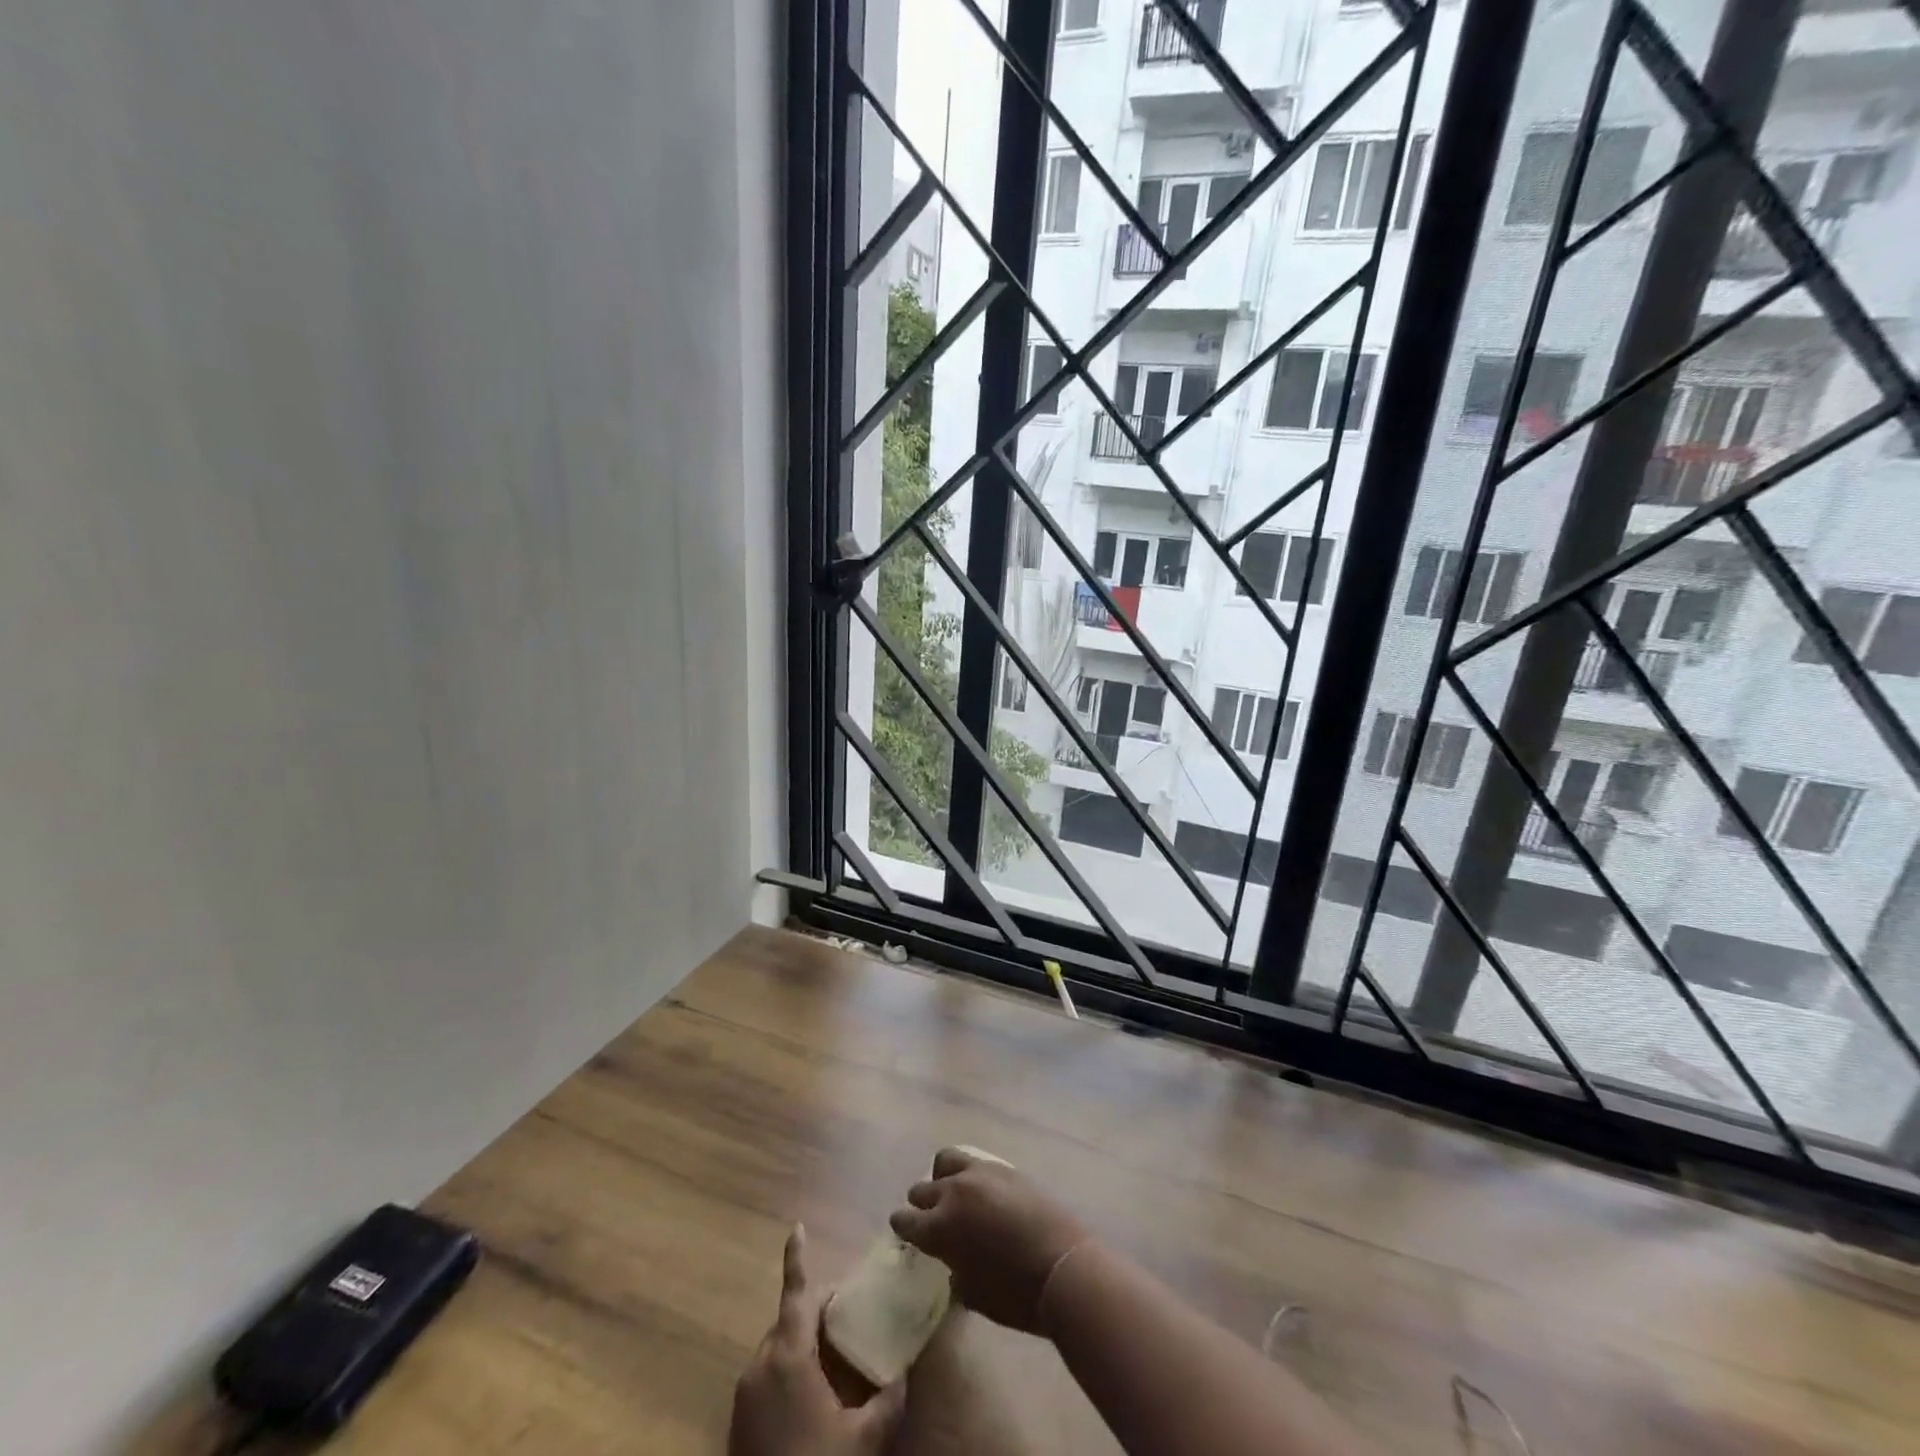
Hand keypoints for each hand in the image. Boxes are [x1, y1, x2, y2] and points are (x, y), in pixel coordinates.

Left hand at [729, 1225, 905, 1455]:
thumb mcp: (863, 1441)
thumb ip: (888, 1400)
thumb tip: (907, 1371)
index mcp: (787, 1357)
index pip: (795, 1294)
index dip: (796, 1258)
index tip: (797, 1226)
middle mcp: (760, 1367)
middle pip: (789, 1320)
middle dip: (816, 1311)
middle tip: (848, 1317)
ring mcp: (745, 1397)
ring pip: (777, 1350)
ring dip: (803, 1344)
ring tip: (836, 1358)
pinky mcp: (739, 1425)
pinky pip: (767, 1378)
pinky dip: (790, 1371)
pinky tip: (815, 1397)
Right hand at [888, 1147, 1090, 1334]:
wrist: (1062, 1267)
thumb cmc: (1015, 1295)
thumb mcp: (973, 1295)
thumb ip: (955, 1272)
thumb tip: (953, 1263)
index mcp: (939, 1228)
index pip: (905, 1221)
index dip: (903, 1228)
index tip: (906, 1233)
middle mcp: (953, 1193)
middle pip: (922, 1189)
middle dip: (921, 1204)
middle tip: (930, 1218)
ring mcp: (979, 1174)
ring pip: (945, 1161)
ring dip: (942, 1177)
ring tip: (953, 1193)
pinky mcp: (1004, 1167)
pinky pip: (975, 1162)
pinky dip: (970, 1174)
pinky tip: (982, 1191)